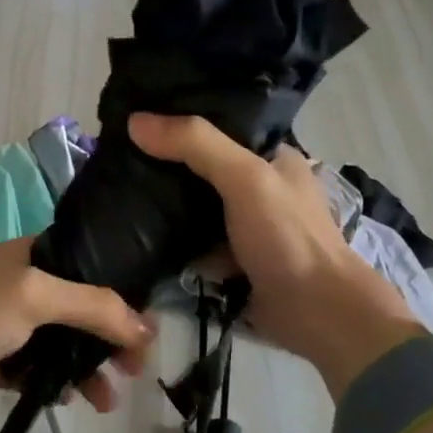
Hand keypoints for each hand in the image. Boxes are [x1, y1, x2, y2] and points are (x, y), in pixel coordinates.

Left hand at [0, 238, 154, 414]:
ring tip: (108, 400)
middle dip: (112, 339)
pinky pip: (43, 371)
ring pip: (66, 345)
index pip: (91, 268)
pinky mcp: (1, 361)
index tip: (147, 325)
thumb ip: (93, 306)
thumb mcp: (35, 297)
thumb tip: (147, 328)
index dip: (122, 294)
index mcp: (33, 256)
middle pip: (84, 310)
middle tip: (136, 368)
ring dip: (90, 369)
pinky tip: (73, 401)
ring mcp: (13, 326)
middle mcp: (26, 286)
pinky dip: (62, 384)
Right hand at [128, 113, 424, 399]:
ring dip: (164, 206)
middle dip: (166, 165)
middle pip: (203, 168)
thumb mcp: (244, 178)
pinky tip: (137, 232)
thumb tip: (135, 121)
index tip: (136, 119)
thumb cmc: (287, 236)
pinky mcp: (233, 261)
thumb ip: (196, 146)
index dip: (182, 122)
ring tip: (116, 191)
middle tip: (116, 158)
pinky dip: (172, 242)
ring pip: (196, 208)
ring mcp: (247, 227)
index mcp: (273, 157)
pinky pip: (194, 244)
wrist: (316, 313)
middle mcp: (260, 188)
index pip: (221, 126)